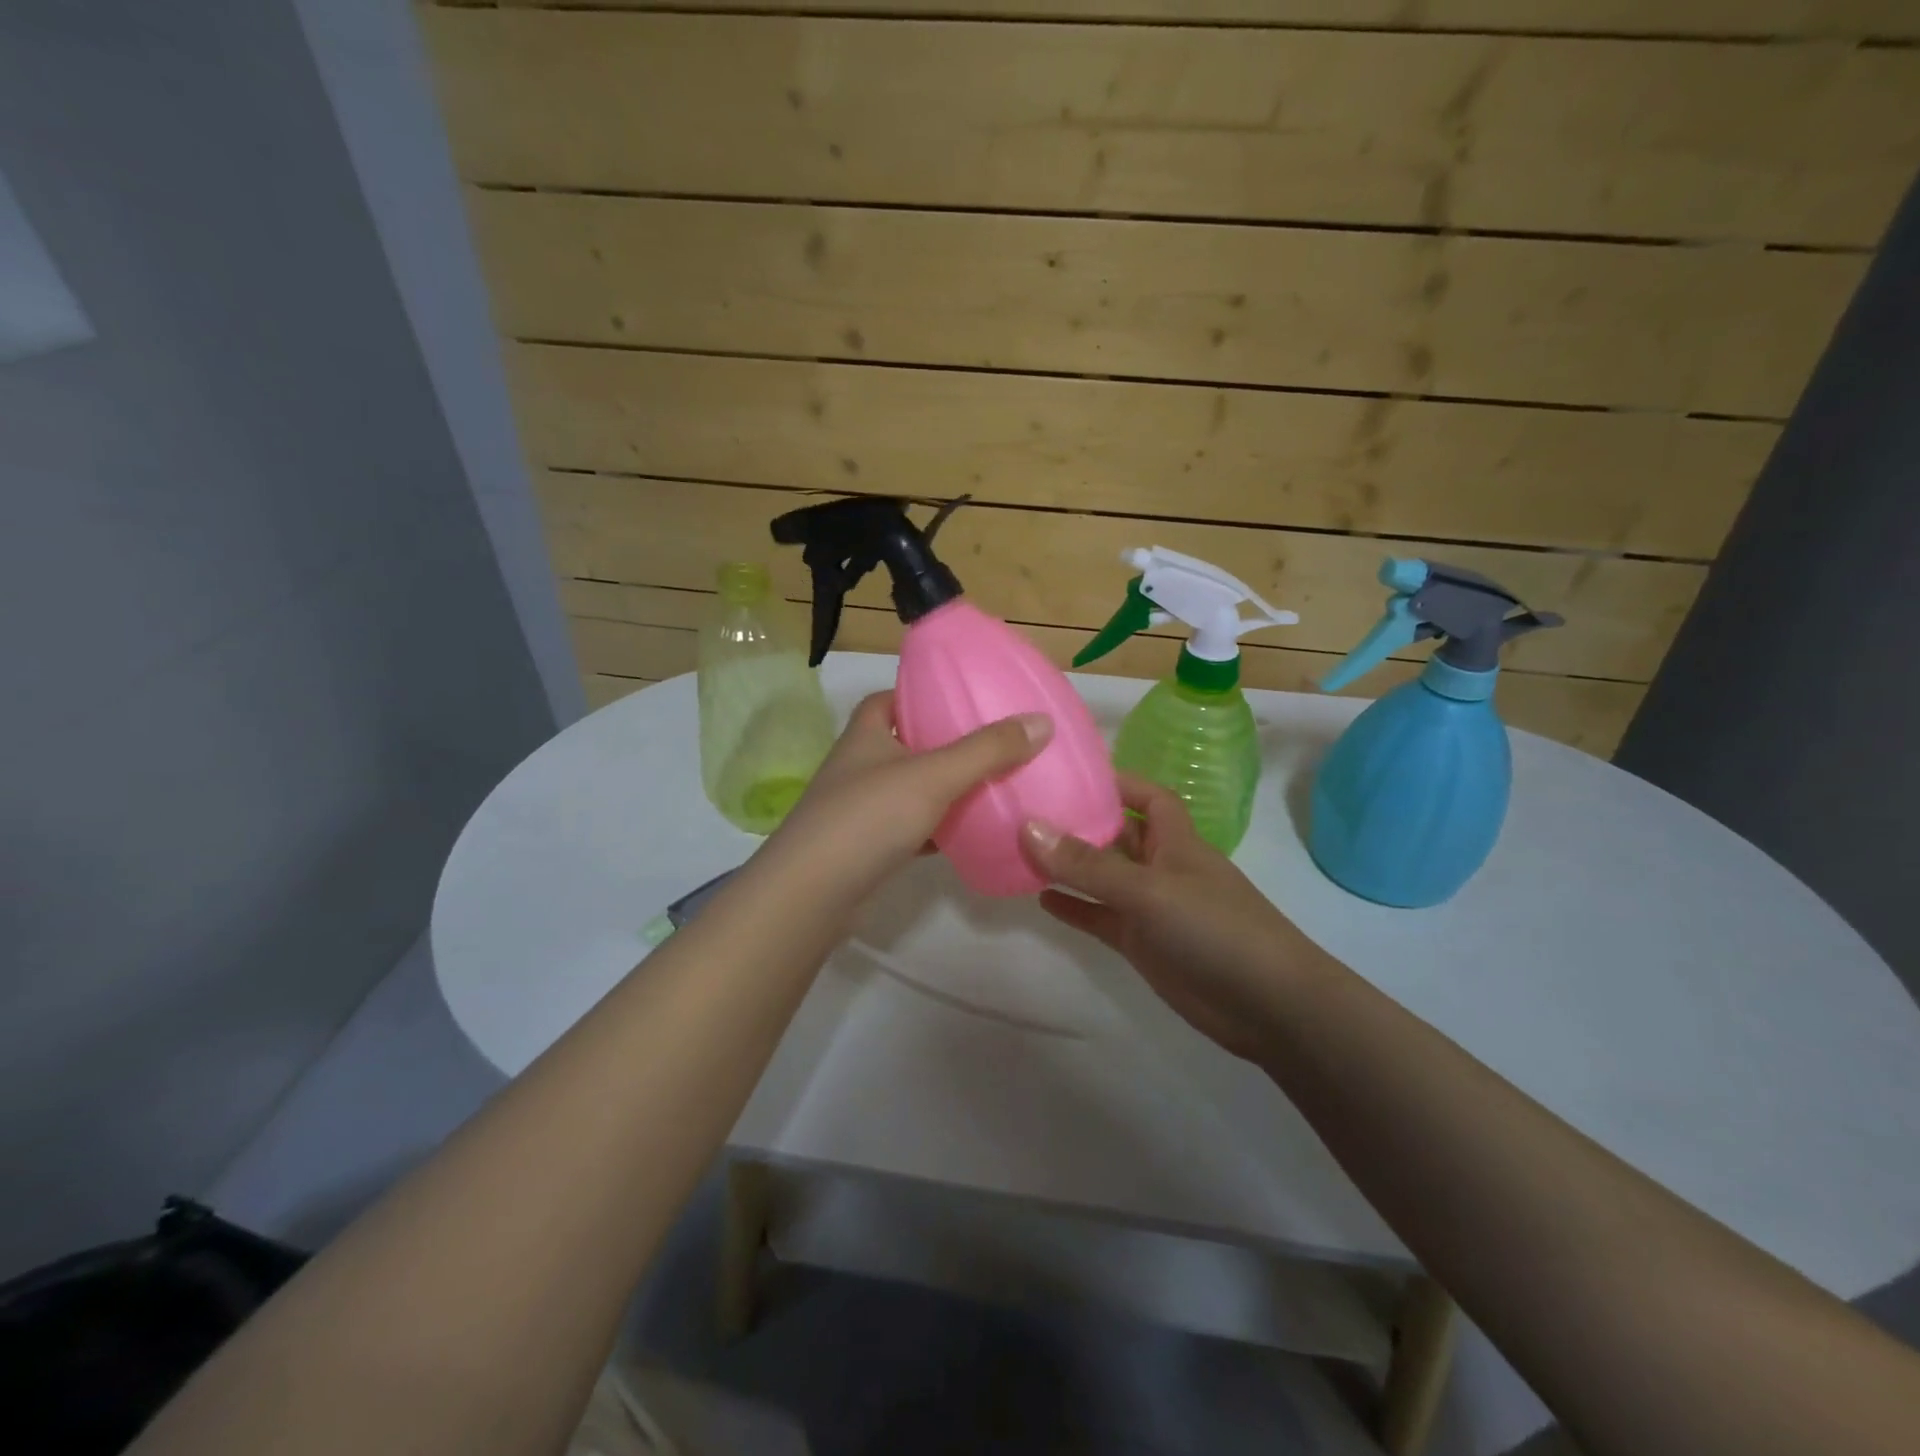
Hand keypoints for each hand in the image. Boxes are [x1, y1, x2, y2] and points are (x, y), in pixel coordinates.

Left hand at [760, 691, 1051, 909]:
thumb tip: (1041, 721)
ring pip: (911, 789)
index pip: (892, 698)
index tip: (963, 700)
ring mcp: (860, 809)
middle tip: (992, 744)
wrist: (812, 895)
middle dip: (945, 744)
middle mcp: (859, 765)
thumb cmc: (868, 817)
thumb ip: (987, 750)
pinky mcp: (867, 847)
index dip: (923, 694)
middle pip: (907, 744)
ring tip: (992, 785)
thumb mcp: (933, 775)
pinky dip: (938, 829)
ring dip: (944, 789)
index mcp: (866, 733)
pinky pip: (911, 827)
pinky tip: (969, 834)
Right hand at [1022, 775, 1334, 1062]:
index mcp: (1176, 842)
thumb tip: (1029, 827)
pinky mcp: (1142, 944)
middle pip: (1117, 835)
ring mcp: (1151, 908)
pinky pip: (1100, 917)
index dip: (1118, 782)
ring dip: (1069, 867)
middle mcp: (1161, 868)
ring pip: (1103, 878)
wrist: (1268, 1006)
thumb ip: (1088, 864)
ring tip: (1021, 851)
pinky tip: (1042, 901)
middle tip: (1027, 811)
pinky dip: (1075, 908)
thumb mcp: (1149, 890)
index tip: (1071, 775)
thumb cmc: (1215, 929)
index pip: (1148, 797)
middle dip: (1080, 823)